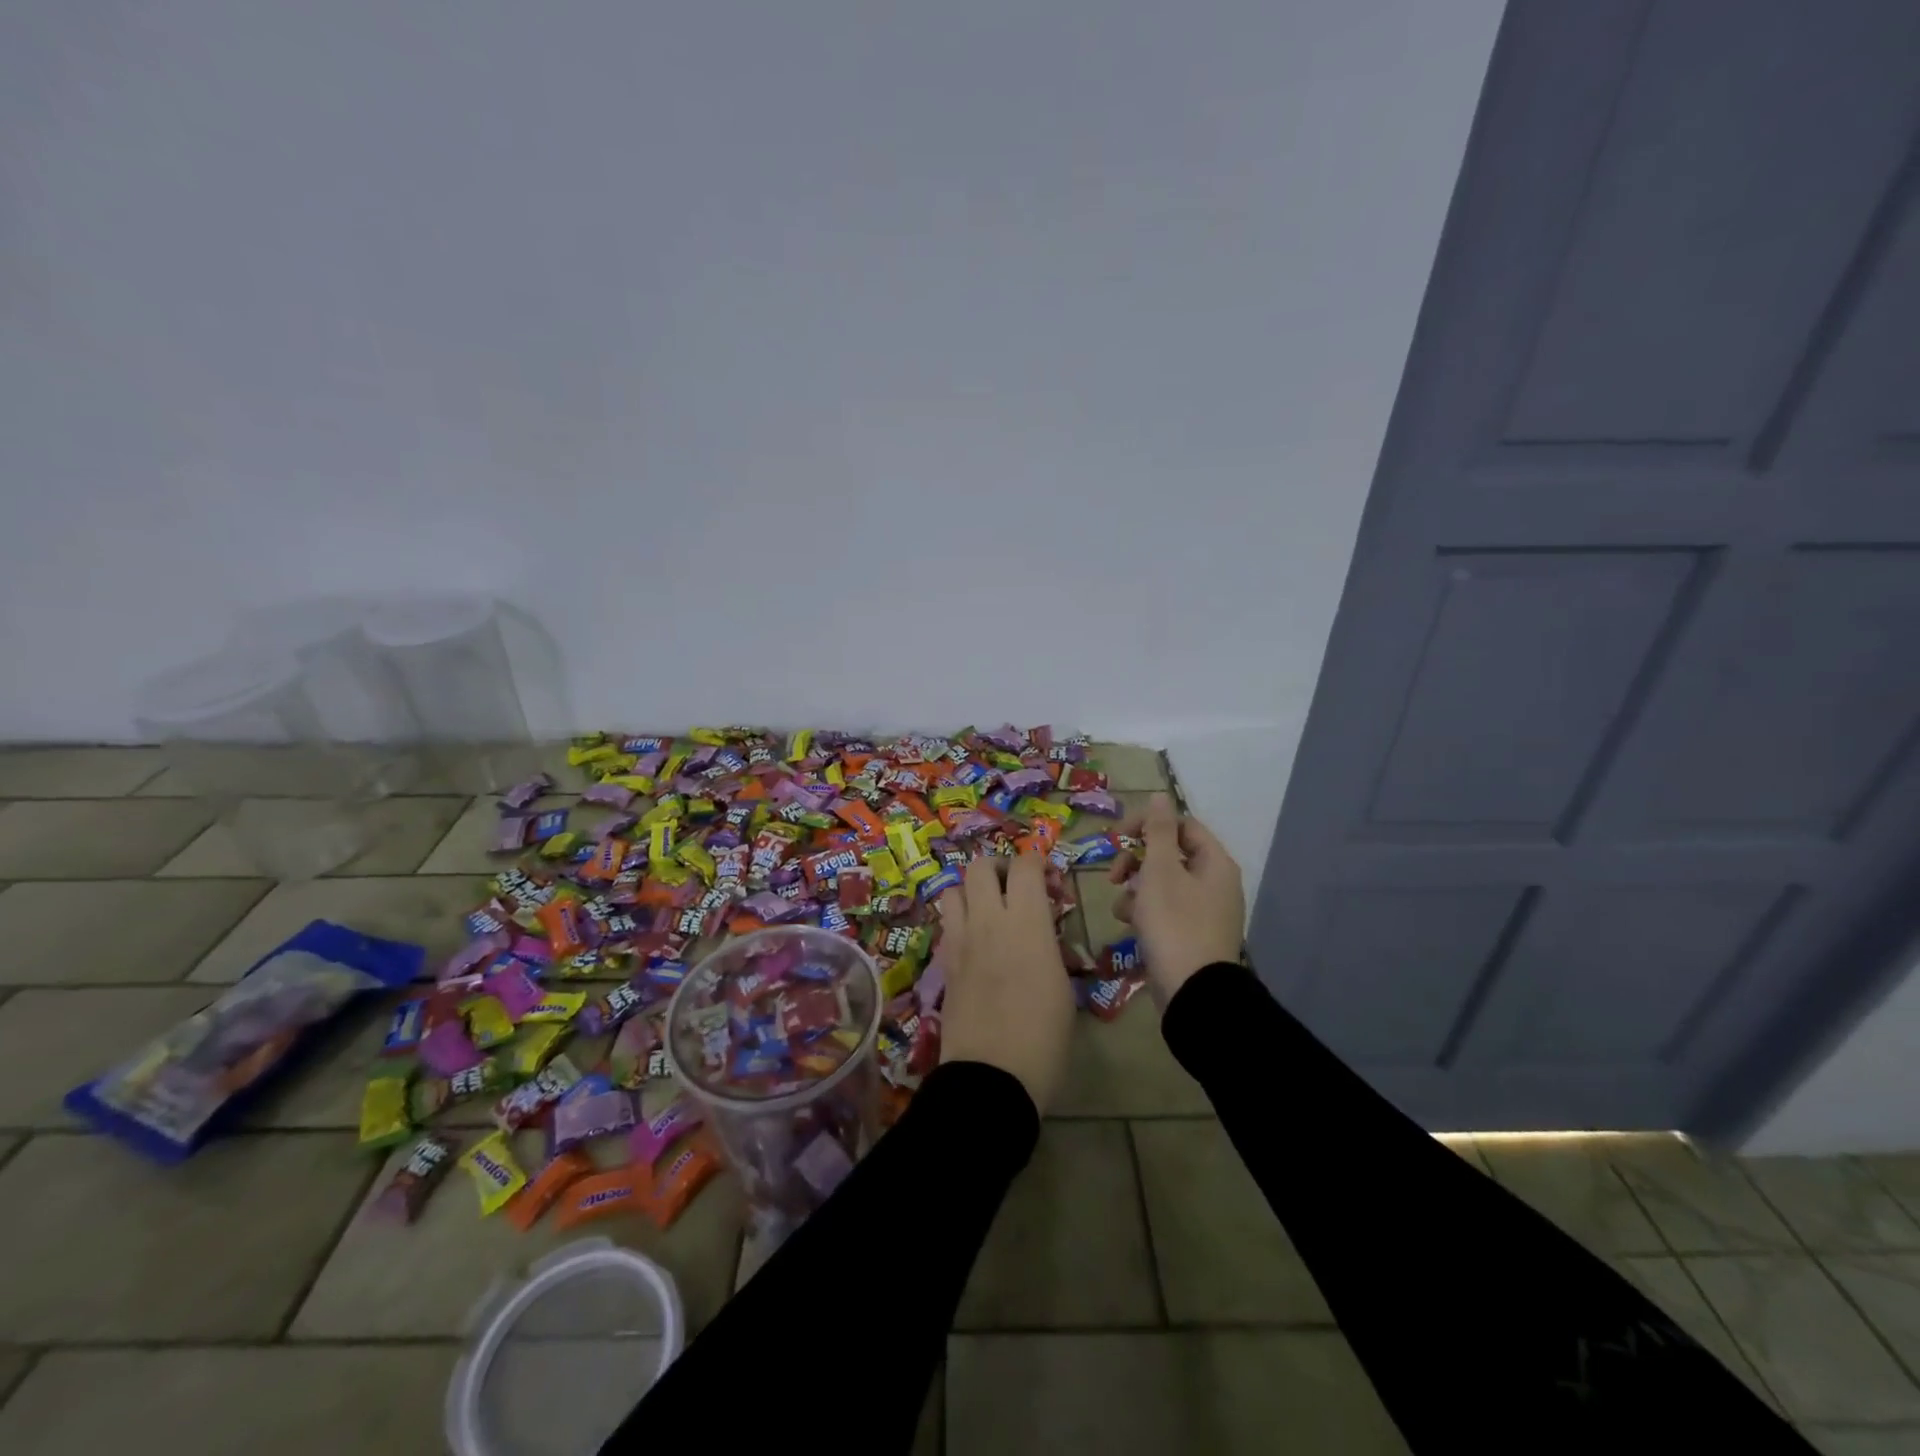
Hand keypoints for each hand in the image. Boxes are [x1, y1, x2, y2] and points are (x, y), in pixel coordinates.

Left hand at [937, 850, 1073, 1112]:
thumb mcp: (1063, 988)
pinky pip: (948, 923)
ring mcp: (960, 940)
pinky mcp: (944, 962)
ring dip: (972, 891)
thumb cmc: (1043, 1038)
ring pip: (954, 888)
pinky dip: (961, 919)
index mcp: (1026, 924)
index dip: (1038, 861)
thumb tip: (1044, 936)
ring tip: (990, 911)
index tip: (1050, 880)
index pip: (1026, 865)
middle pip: (981, 866)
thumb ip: (1050, 947)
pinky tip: (976, 942)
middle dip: (1000, 867)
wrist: (992, 1077)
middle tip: (1016, 888)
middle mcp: (989, 921)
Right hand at [1112, 793, 1244, 1001]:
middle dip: (1137, 861)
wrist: (1193, 993)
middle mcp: (1215, 883)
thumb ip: (1157, 831)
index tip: (1115, 837)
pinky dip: (1145, 912)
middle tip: (1114, 874)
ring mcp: (1206, 912)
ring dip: (1136, 888)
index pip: (1180, 825)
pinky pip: (1166, 910)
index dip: (1147, 824)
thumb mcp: (1159, 871)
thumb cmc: (1174, 924)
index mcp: (1215, 862)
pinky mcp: (1193, 935)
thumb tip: (1161, 795)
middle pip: (1170, 854)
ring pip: (1164, 884)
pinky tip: (1129, 924)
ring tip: (1121, 906)